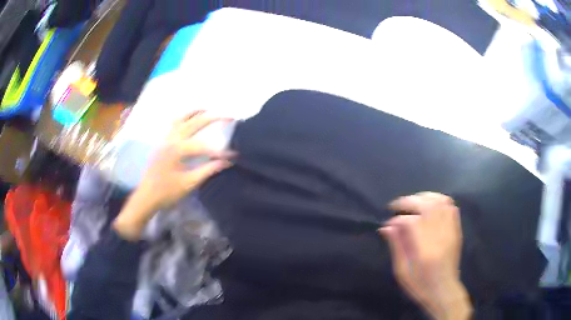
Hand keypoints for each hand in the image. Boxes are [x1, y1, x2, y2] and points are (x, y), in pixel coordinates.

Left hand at [113, 111, 234, 239]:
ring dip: (195, 113)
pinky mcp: (161, 143)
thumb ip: (208, 169)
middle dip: (211, 118)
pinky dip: (183, 118)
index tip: (234, 155)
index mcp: (177, 149)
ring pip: (181, 119)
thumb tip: (226, 161)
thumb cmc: (167, 192)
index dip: (220, 151)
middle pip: (193, 123)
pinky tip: (189, 119)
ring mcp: (165, 139)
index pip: (204, 146)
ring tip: (208, 109)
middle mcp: (171, 139)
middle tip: (227, 117)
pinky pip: (173, 124)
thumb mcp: (189, 183)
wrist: (146, 197)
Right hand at [379, 192, 471, 319]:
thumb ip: (396, 247)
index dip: (397, 219)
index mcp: (425, 250)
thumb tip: (386, 227)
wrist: (444, 291)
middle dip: (409, 201)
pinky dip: (439, 200)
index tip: (388, 223)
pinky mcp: (456, 230)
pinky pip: (451, 207)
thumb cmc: (420, 285)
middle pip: (427, 206)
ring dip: (424, 197)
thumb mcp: (402, 271)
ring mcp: (451, 231)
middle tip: (396, 205)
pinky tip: (430, 205)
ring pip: (440, 201)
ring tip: (413, 202)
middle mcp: (440, 236)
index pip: (411, 222)